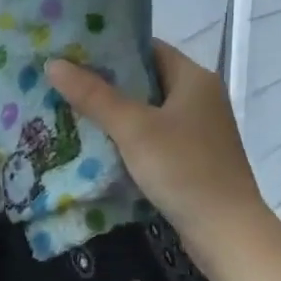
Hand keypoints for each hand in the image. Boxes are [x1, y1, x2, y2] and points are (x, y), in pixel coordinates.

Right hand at [46, 41, 275, 277]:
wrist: (226, 233)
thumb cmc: (183, 169)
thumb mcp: (133, 129)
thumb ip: (93, 95)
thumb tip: (53, 63)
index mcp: (194, 78)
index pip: (147, 48)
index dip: (110, 47)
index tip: (72, 51)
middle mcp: (200, 98)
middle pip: (145, 79)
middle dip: (105, 81)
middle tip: (63, 80)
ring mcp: (198, 130)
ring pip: (147, 110)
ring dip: (113, 111)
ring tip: (70, 108)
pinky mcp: (192, 157)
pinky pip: (152, 135)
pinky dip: (127, 136)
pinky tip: (97, 142)